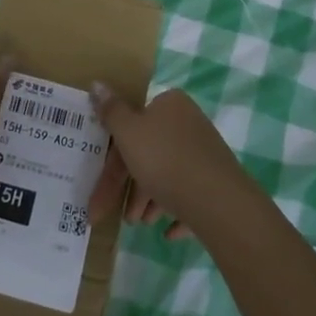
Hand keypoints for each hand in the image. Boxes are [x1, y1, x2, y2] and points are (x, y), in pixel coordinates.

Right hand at [87, 87, 249, 240]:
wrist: (217, 201)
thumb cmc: (165, 160)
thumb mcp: (128, 132)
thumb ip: (111, 111)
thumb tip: (97, 83)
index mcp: (169, 104)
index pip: (135, 124)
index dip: (115, 155)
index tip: (104, 180)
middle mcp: (189, 122)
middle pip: (150, 152)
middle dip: (132, 185)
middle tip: (122, 212)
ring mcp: (205, 152)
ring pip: (168, 174)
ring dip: (150, 200)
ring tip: (140, 224)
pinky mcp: (217, 181)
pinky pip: (190, 194)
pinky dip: (175, 209)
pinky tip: (168, 232)